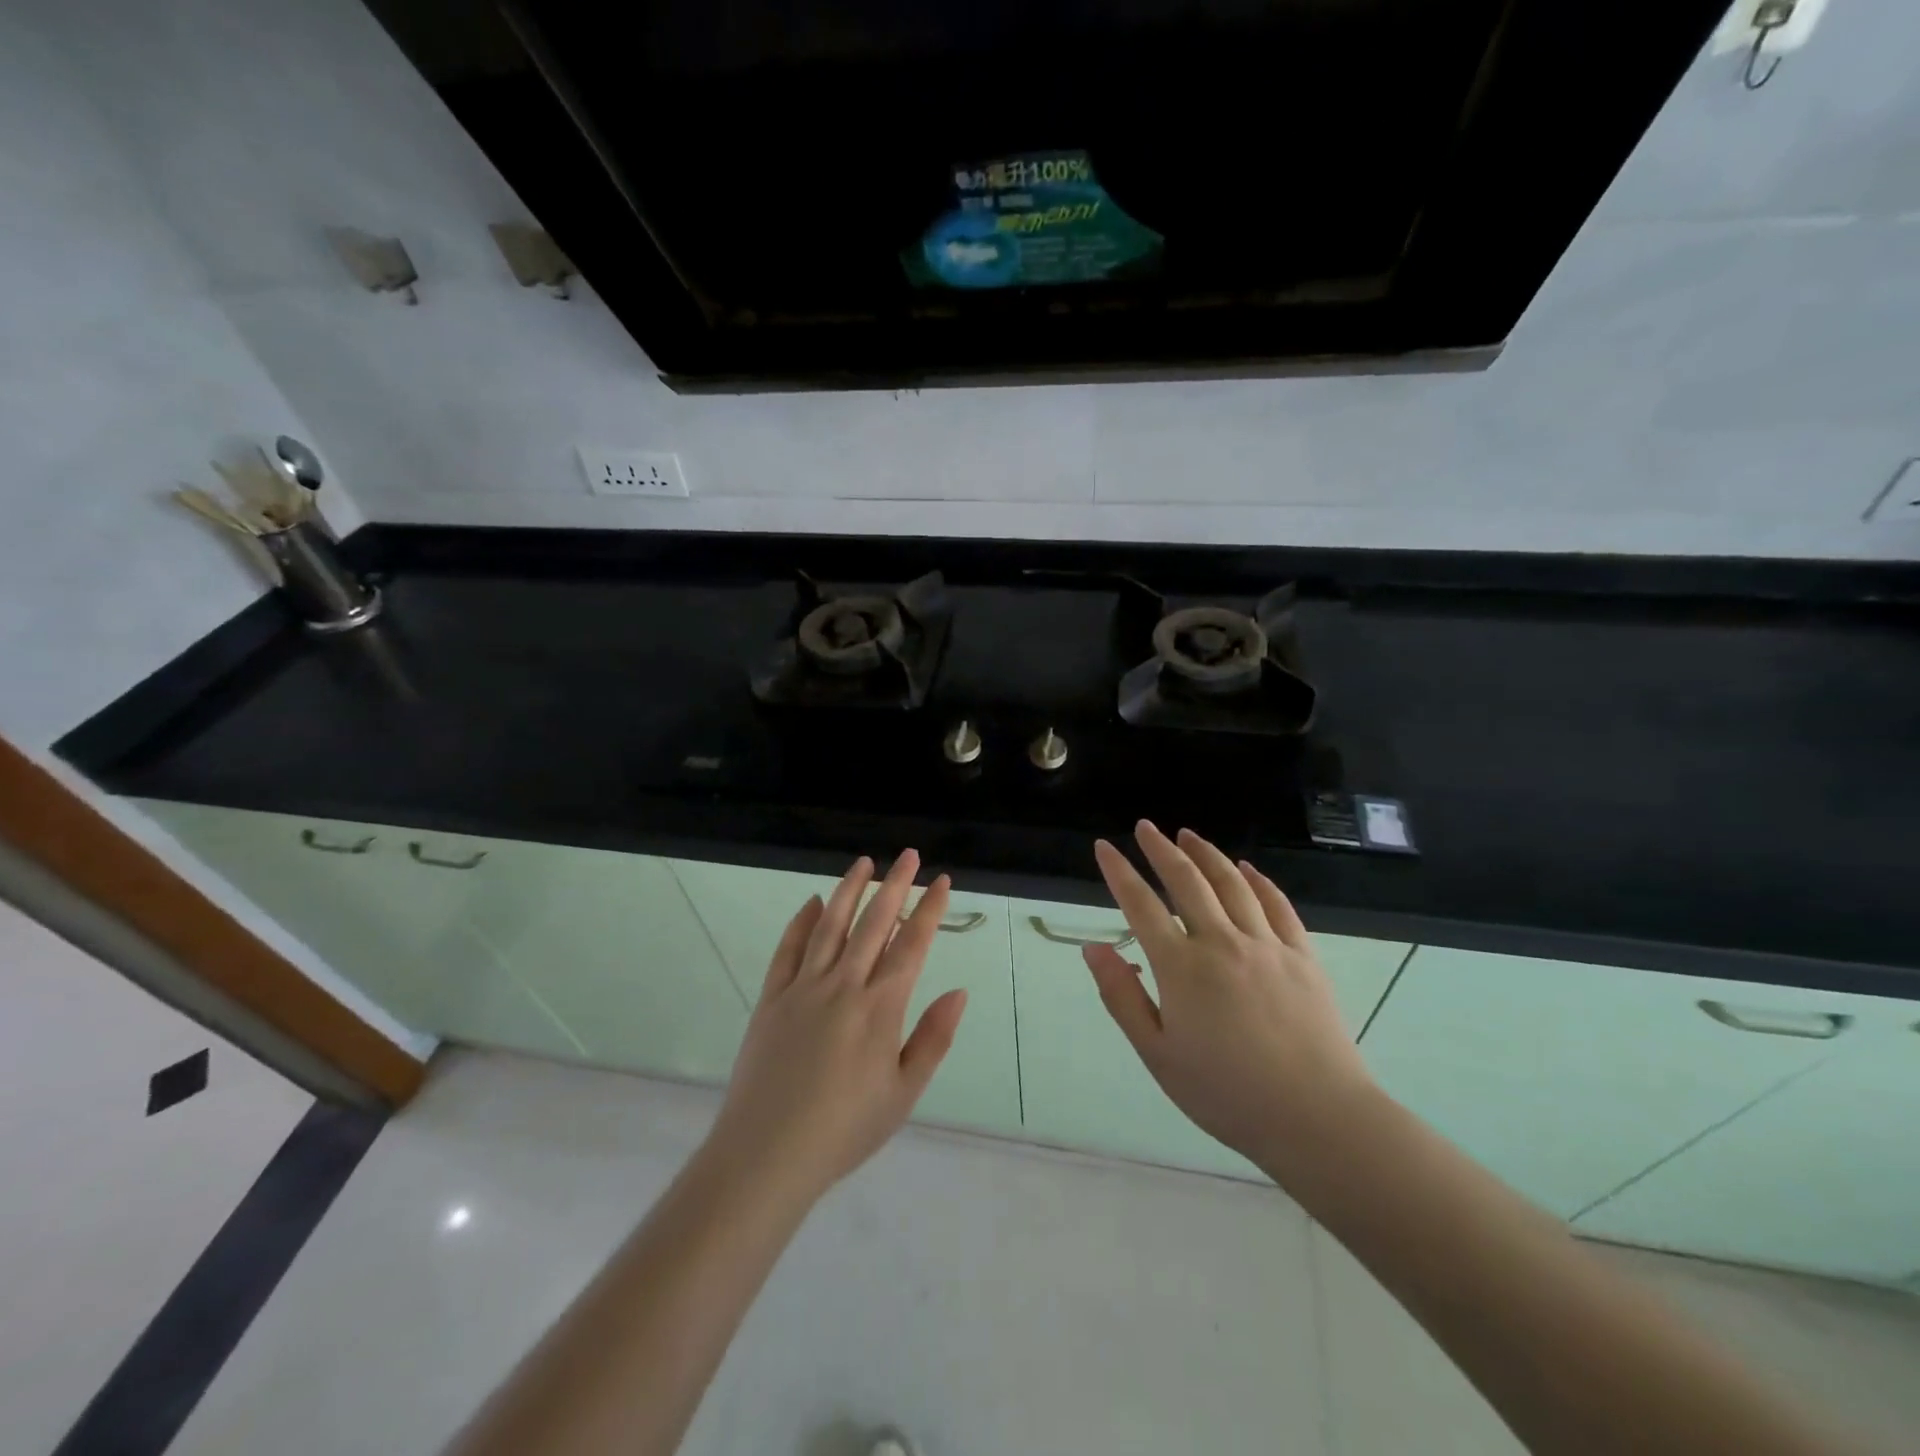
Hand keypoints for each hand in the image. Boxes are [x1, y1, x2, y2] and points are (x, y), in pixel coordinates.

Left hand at [705, 850, 967, 1205]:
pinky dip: (802, 922)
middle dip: (895, 884)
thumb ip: (933, 1039)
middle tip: (909, 855)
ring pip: (831, 925)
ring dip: (850, 890)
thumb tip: (958, 991)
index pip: (912, 944)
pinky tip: (813, 902)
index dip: (929, 909)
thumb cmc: (845, 1129)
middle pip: (874, 923)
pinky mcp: (772, 998)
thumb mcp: (904, 1093)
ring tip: (864, 862)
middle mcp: (844, 985)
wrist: (767, 1154)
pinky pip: (788, 949)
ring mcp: (804, 988)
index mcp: (880, 1008)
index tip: (941, 880)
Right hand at [1085, 822, 1377, 1177]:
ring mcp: (1267, 945)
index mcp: (1181, 967)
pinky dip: (1258, 881)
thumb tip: (1093, 948)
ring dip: (1206, 854)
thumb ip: (1122, 997)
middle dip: (1161, 849)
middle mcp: (1221, 942)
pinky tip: (1246, 869)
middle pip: (1187, 881)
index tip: (1104, 847)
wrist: (1317, 1117)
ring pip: (1231, 883)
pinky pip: (1277, 905)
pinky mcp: (1303, 955)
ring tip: (1187, 835)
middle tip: (1145, 827)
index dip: (1119, 872)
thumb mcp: (1158, 1055)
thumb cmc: (1226, 1093)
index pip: (1141, 905)